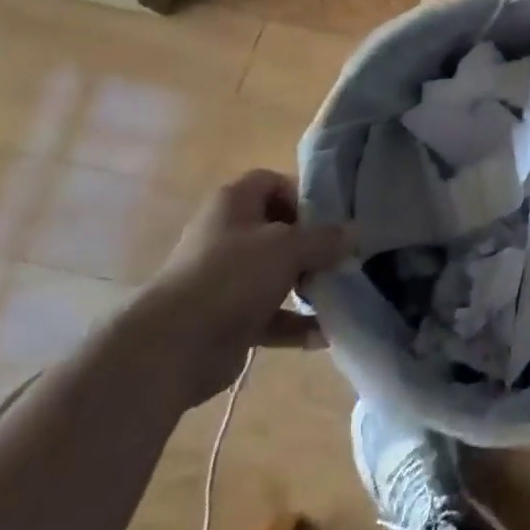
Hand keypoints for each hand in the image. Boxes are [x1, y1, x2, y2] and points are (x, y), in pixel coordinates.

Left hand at [130, 170, 353, 406]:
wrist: (173, 346)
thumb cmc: (232, 275)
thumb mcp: (288, 246)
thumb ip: (325, 238)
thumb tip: (357, 232)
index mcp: (234, 203)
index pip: (273, 182)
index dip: (302, 195)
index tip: (331, 216)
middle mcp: (228, 234)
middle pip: (279, 230)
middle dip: (313, 245)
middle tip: (342, 257)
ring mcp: (227, 279)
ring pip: (277, 273)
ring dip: (308, 284)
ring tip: (340, 292)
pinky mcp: (229, 318)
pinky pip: (271, 315)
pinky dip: (295, 323)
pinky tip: (324, 334)